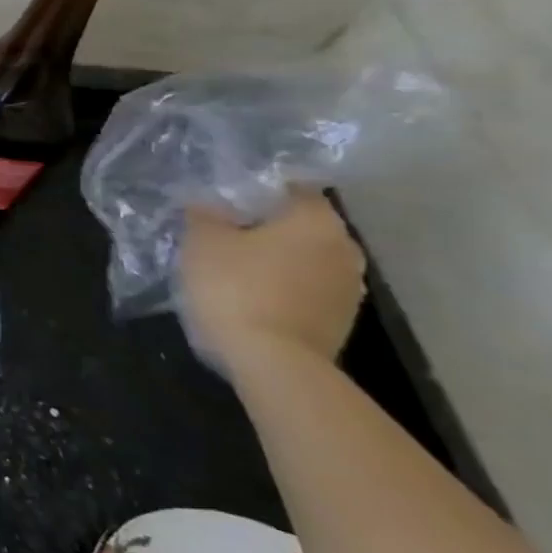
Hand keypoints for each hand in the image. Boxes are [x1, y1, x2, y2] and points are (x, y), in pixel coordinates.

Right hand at [179, 190, 366, 378]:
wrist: (274, 365)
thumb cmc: (237, 288)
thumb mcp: (202, 241)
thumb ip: (205, 214)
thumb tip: (209, 204)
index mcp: (316, 219)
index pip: (290, 187)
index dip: (256, 190)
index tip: (225, 199)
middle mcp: (345, 247)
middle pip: (300, 225)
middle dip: (266, 227)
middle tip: (224, 232)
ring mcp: (349, 288)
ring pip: (304, 259)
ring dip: (276, 260)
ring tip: (234, 267)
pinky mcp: (341, 321)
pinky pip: (306, 290)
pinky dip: (283, 288)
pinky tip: (251, 297)